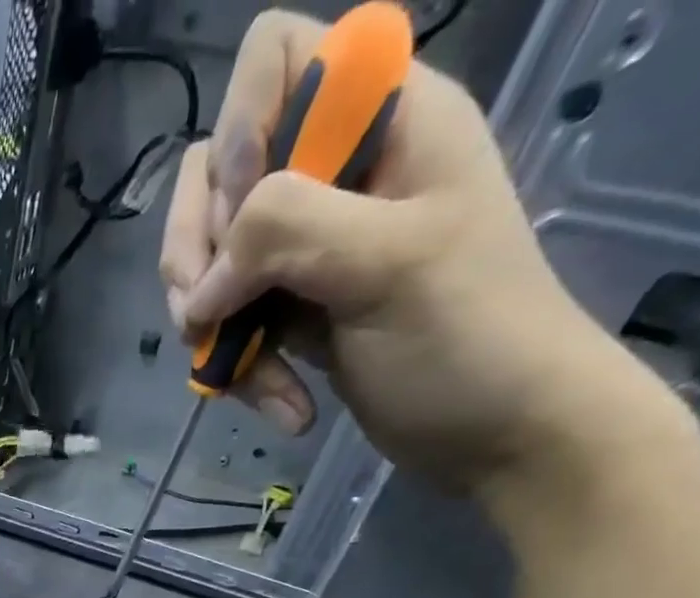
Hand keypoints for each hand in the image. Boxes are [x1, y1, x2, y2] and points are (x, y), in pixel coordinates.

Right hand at [159, 10, 634, 489]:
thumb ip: (290, 230)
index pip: (275, 60)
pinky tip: (278, 403)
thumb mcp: (388, 264)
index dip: (240, 132)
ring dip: (212, 326)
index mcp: (384, 118)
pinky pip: (230, 321)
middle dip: (200, 251)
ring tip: (244, 378)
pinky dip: (239, 367)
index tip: (244, 217)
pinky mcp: (294, 309)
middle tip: (206, 313)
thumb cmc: (469, 339)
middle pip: (218, 172)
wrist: (499, 434)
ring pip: (212, 259)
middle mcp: (338, 171)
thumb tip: (202, 280)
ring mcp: (311, 246)